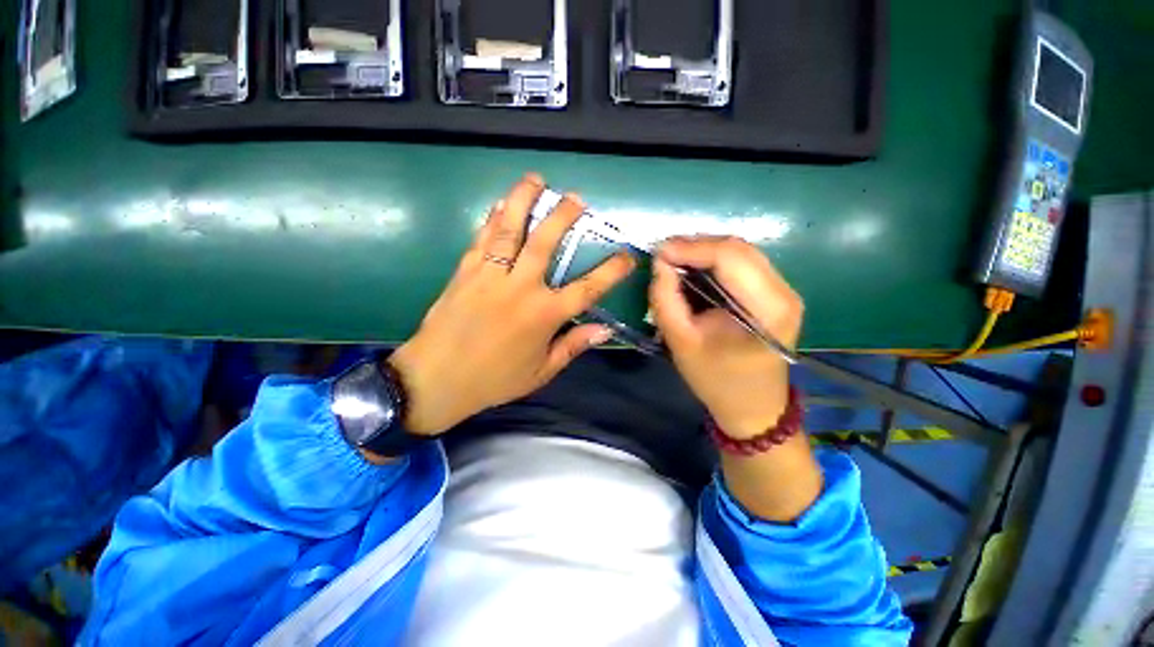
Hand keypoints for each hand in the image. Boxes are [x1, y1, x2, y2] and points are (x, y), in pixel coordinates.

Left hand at [387, 174, 634, 436]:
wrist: (437, 379)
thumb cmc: (494, 380)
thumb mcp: (541, 371)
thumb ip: (573, 346)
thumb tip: (605, 330)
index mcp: (544, 316)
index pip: (587, 288)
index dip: (611, 271)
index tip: (627, 256)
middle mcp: (520, 288)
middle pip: (545, 243)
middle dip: (563, 216)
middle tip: (576, 198)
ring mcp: (490, 276)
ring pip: (510, 230)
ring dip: (523, 201)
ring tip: (535, 180)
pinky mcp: (465, 272)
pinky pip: (482, 239)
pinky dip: (492, 218)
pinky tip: (499, 203)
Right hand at [650, 236, 802, 438]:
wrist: (753, 406)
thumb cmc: (716, 381)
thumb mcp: (681, 342)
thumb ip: (666, 299)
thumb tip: (659, 262)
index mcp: (768, 309)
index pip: (730, 257)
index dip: (690, 247)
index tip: (657, 252)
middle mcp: (784, 291)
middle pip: (737, 248)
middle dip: (695, 245)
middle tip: (662, 255)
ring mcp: (783, 290)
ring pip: (740, 251)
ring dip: (703, 251)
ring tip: (673, 261)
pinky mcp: (775, 293)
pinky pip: (741, 263)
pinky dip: (713, 261)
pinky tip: (692, 269)